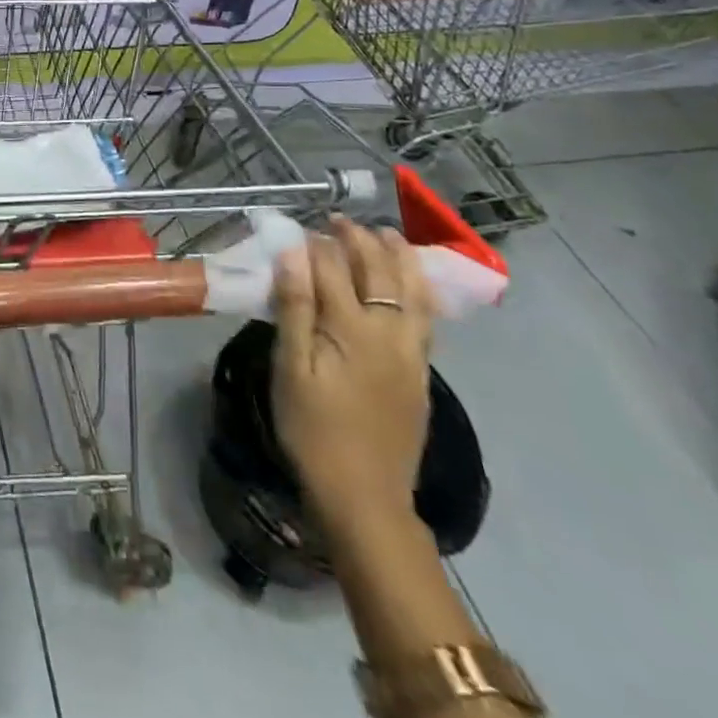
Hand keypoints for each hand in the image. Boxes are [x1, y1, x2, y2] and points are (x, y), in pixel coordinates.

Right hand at [270, 216, 434, 530]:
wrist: (365, 496)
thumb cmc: (313, 429)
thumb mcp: (291, 368)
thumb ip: (294, 307)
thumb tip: (293, 252)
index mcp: (352, 329)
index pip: (333, 269)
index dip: (315, 243)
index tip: (299, 225)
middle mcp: (389, 333)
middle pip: (379, 272)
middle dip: (359, 240)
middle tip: (338, 220)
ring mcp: (411, 354)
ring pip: (413, 292)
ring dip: (399, 257)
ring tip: (386, 234)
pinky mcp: (421, 374)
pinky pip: (426, 318)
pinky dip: (419, 290)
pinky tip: (410, 285)